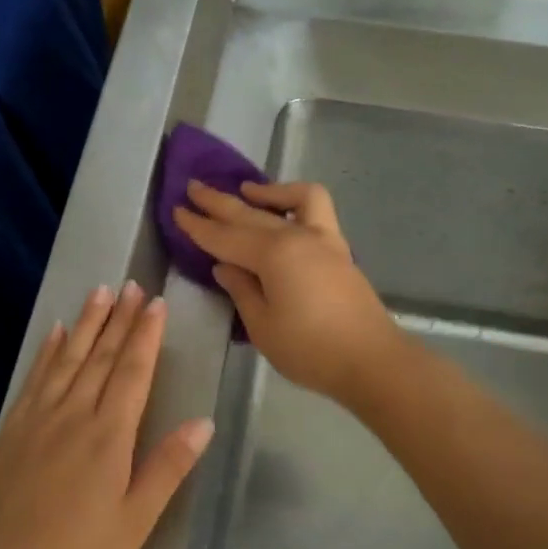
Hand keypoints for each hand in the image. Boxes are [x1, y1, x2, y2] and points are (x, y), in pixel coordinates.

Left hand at [0, 282, 214, 548]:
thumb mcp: (134, 521)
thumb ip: (167, 467)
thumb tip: (203, 423)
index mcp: (109, 436)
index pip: (134, 372)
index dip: (146, 335)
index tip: (156, 303)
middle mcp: (74, 414)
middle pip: (102, 356)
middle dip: (120, 318)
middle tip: (134, 285)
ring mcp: (39, 417)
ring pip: (69, 358)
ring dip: (87, 323)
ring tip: (101, 292)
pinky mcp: (14, 427)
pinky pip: (36, 377)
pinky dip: (49, 351)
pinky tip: (56, 331)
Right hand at [173, 180, 400, 403]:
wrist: (371, 361)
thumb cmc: (310, 350)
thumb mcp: (263, 326)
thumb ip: (242, 290)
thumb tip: (225, 266)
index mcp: (273, 255)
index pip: (225, 237)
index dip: (198, 226)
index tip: (176, 210)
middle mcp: (297, 236)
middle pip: (250, 214)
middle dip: (219, 201)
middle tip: (193, 187)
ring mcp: (323, 239)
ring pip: (290, 201)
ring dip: (265, 190)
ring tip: (245, 190)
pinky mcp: (339, 250)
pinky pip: (316, 210)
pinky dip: (296, 202)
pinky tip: (283, 212)